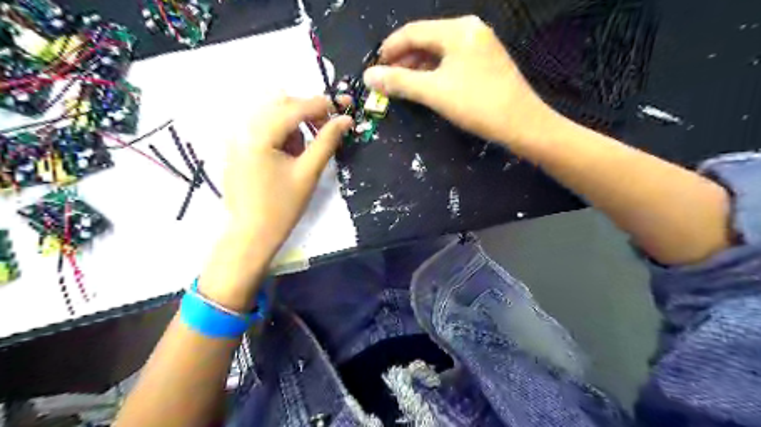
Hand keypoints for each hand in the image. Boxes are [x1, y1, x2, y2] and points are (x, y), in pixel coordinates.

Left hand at [197, 97, 351, 309]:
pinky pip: (263, 127)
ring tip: (304, 151)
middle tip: (327, 130)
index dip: (322, 105)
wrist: (251, 234)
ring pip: (272, 114)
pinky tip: (288, 155)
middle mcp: (243, 128)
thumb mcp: (308, 172)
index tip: (345, 108)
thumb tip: (346, 119)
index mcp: (259, 134)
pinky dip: (282, 133)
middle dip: (308, 112)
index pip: (295, 107)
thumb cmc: (282, 207)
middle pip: (281, 104)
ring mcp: (237, 137)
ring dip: (295, 124)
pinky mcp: (237, 147)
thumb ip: (327, 141)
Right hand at [363, 15, 557, 145]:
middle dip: (404, 58)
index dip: (390, 48)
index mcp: (457, 30)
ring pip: (440, 50)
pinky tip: (428, 84)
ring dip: (418, 66)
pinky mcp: (487, 61)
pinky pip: (453, 60)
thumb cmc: (477, 104)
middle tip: (387, 79)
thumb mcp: (434, 92)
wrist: (522, 123)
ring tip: (403, 83)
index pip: (413, 32)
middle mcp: (470, 30)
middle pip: (427, 39)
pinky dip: (436, 71)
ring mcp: (481, 45)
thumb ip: (400, 82)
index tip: (374, 67)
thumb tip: (368, 76)